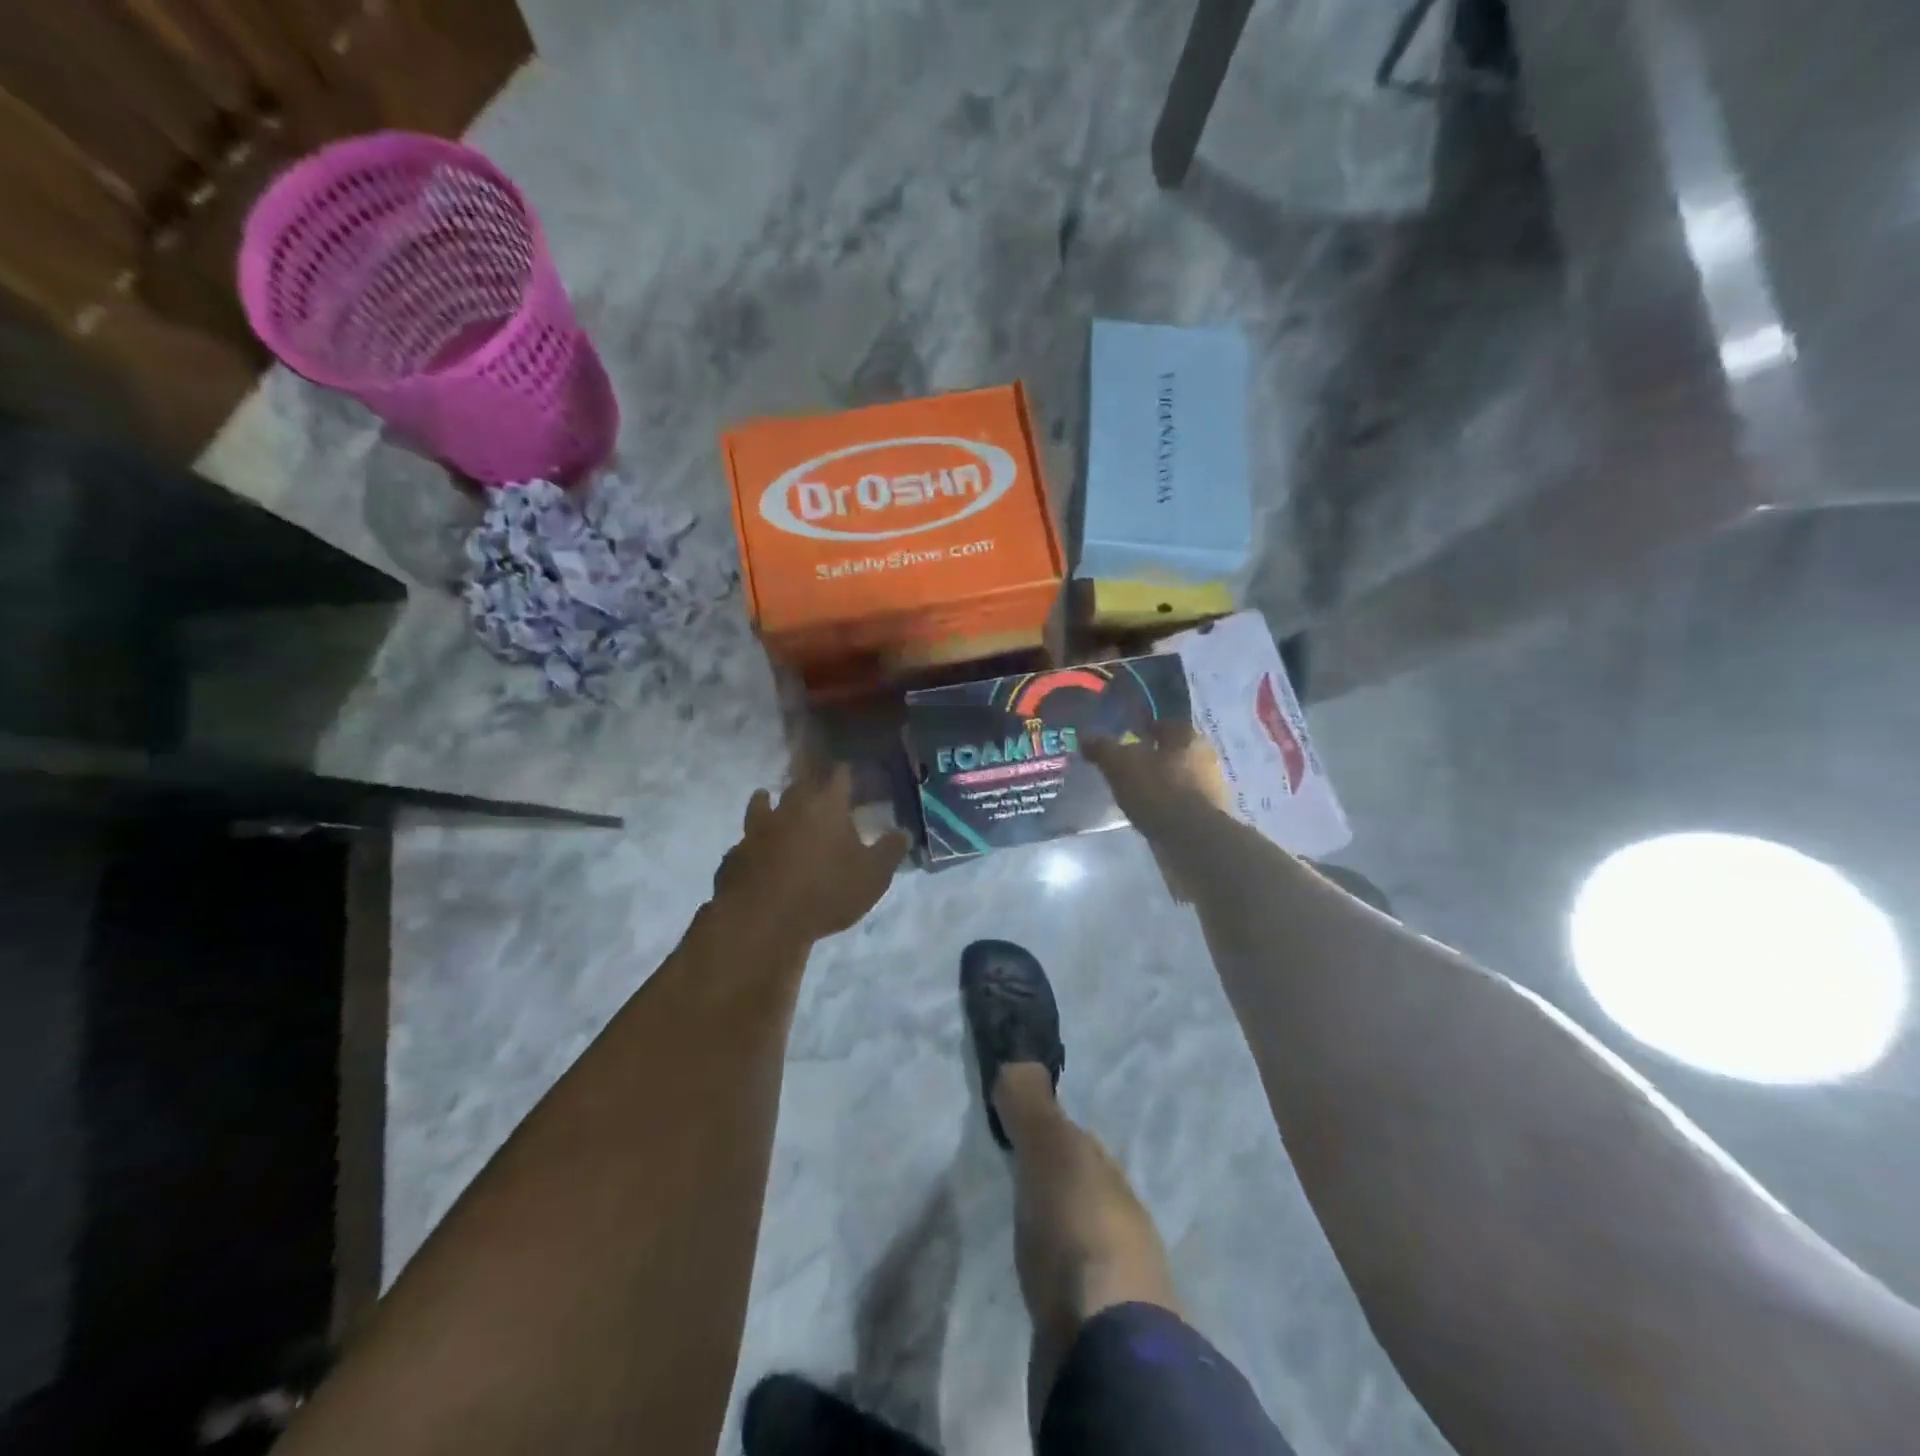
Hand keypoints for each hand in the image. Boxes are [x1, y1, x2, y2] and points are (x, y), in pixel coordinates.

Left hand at [712, 761, 910, 944]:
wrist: (763, 919)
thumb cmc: (827, 891)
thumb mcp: (873, 876)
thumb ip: (889, 851)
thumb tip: (904, 833)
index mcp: (826, 805)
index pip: (838, 775)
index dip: (845, 772)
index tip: (850, 771)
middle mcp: (790, 807)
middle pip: (798, 784)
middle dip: (808, 784)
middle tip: (815, 788)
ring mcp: (757, 829)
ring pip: (761, 804)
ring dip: (767, 801)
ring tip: (767, 798)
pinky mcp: (735, 854)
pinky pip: (745, 840)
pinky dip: (751, 841)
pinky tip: (753, 849)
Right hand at [1083, 723, 1229, 838]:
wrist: (1192, 839)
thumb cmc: (1158, 791)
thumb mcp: (1120, 765)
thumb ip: (1103, 748)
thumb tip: (1086, 737)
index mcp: (1187, 738)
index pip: (1167, 724)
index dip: (1148, 729)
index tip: (1129, 738)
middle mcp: (1205, 758)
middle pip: (1175, 751)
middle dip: (1155, 757)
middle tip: (1129, 766)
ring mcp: (1211, 788)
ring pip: (1181, 777)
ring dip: (1163, 782)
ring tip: (1137, 793)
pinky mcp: (1210, 815)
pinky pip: (1184, 802)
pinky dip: (1169, 805)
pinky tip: (1152, 813)